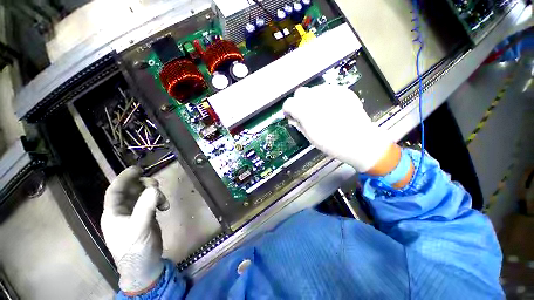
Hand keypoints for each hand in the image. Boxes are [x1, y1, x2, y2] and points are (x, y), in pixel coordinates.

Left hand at [101, 166, 169, 293]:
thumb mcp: (139, 227)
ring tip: (163, 200)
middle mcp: (123, 210)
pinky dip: (160, 201)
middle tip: (156, 186)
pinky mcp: (147, 216)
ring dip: (154, 193)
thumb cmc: (135, 248)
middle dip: (144, 185)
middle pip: (132, 190)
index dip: (124, 178)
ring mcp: (136, 213)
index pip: (115, 191)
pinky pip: (152, 201)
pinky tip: (165, 207)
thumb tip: (154, 189)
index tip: (138, 169)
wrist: (144, 265)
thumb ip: (145, 206)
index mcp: (114, 213)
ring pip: (144, 195)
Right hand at [283, 85, 391, 172]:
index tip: (291, 115)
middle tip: (305, 112)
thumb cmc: (330, 143)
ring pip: (314, 90)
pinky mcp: (342, 90)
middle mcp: (315, 97)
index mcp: (305, 110)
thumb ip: (298, 124)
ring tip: (320, 110)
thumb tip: (292, 118)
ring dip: (312, 99)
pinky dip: (325, 98)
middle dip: (299, 102)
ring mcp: (330, 91)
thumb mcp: (309, 136)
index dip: (288, 109)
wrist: (359, 141)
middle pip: (300, 92)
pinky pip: (328, 90)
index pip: (288, 103)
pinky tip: (332, 108)